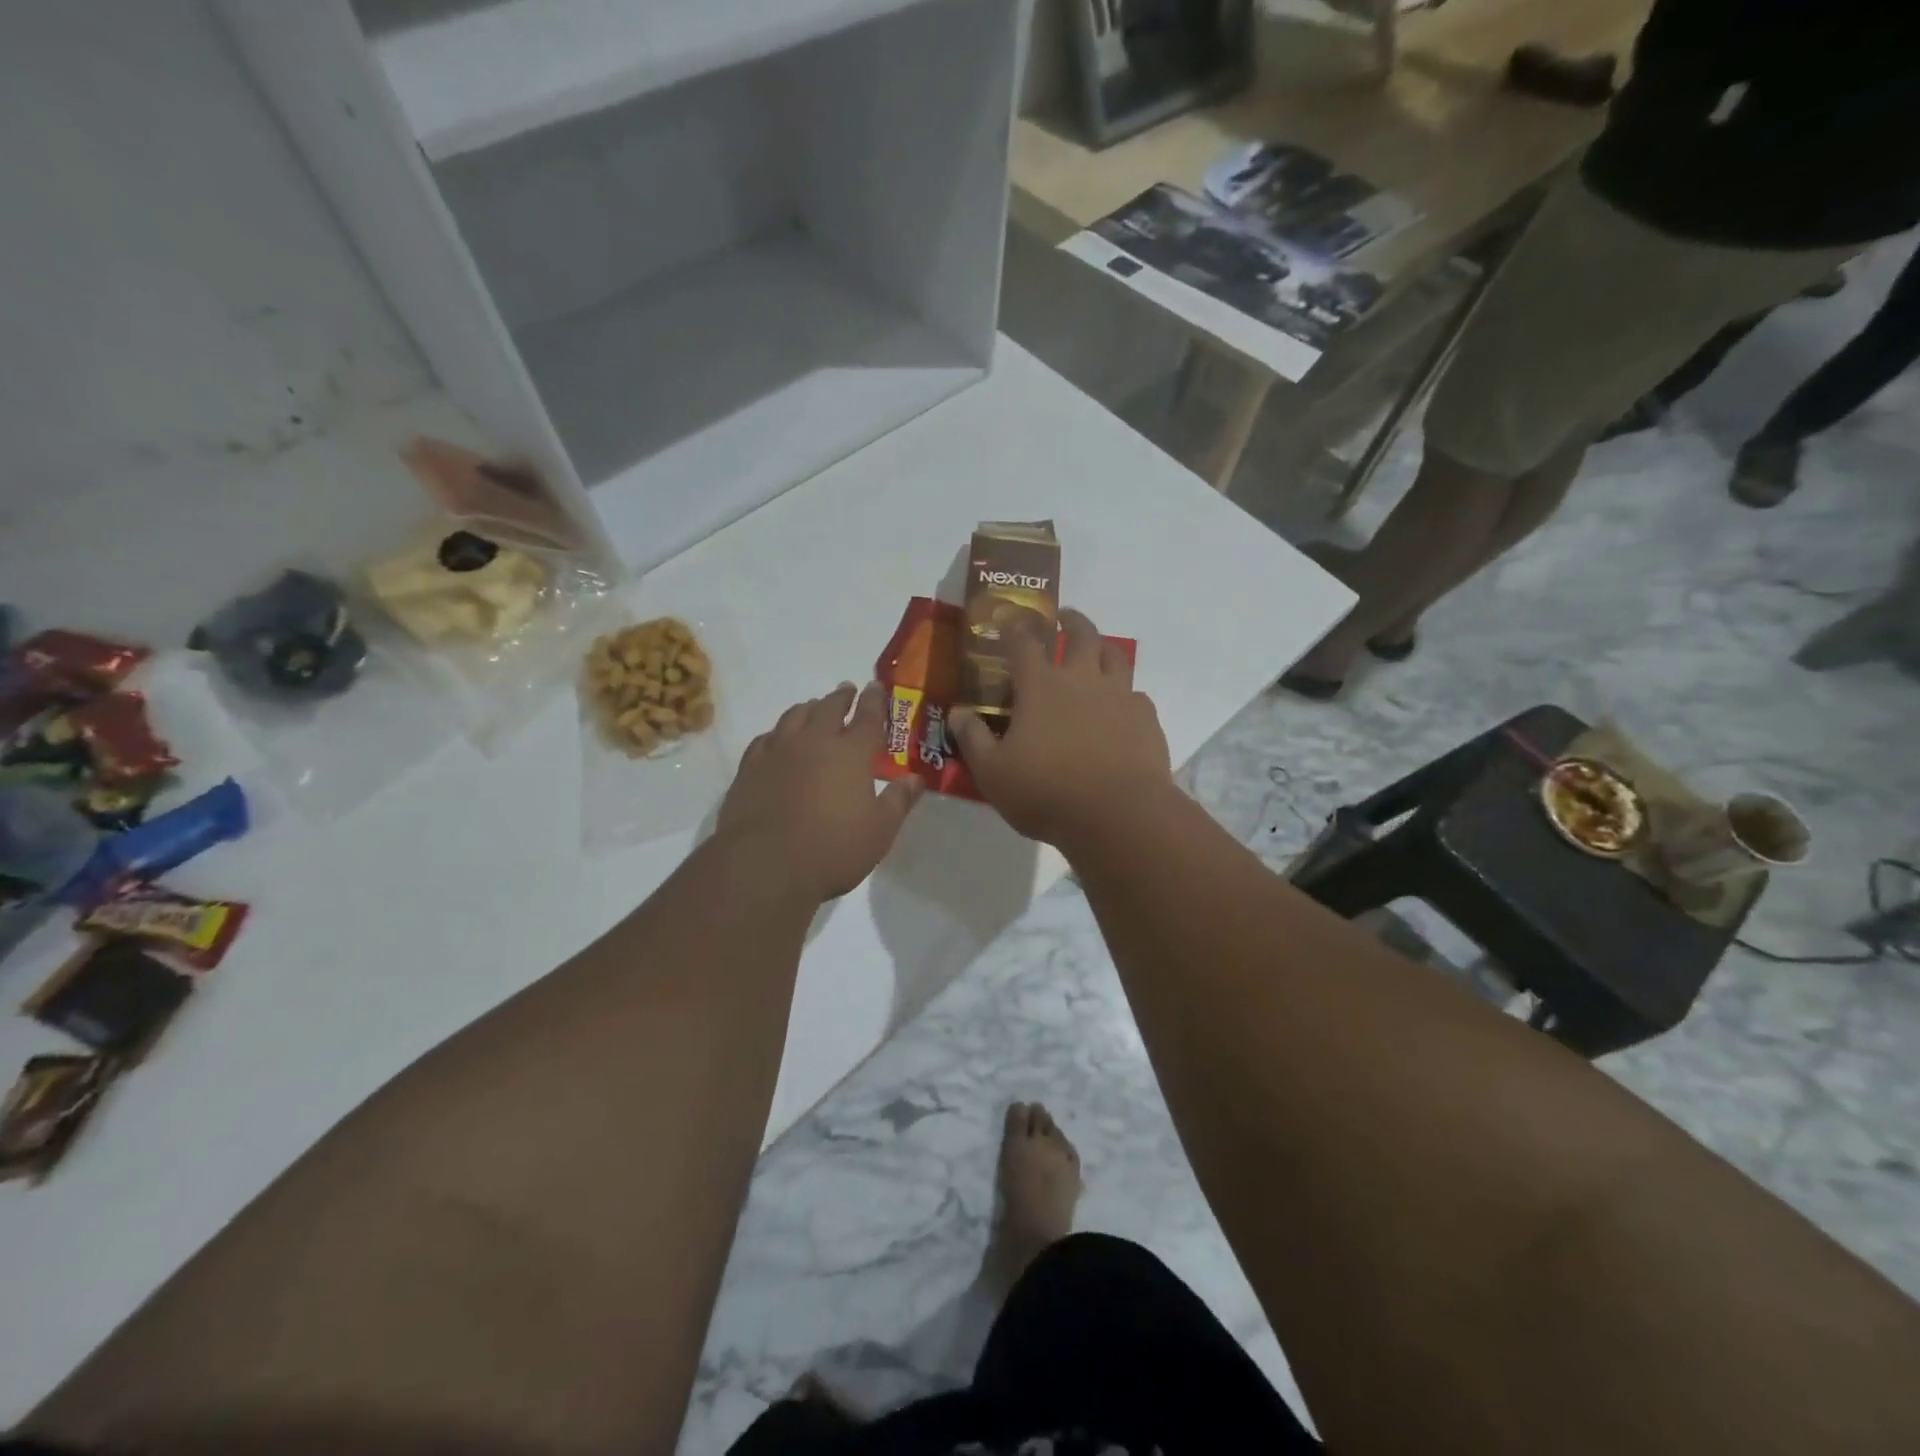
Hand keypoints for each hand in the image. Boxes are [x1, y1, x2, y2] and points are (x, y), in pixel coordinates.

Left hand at [717, 682, 924, 900]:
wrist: (765, 864)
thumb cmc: (833, 849)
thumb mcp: (879, 831)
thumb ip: (898, 801)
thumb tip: (915, 779)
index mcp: (852, 753)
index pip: (868, 717)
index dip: (874, 700)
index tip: (876, 687)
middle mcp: (815, 742)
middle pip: (829, 708)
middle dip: (841, 697)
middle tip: (847, 690)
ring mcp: (778, 752)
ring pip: (794, 717)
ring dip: (808, 708)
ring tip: (813, 707)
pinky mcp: (749, 768)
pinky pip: (765, 738)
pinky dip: (777, 732)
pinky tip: (777, 738)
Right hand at [949, 608, 1171, 848]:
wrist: (1118, 815)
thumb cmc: (1047, 792)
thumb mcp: (993, 773)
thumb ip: (973, 738)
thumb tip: (958, 712)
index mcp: (1041, 686)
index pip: (1023, 642)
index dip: (1014, 627)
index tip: (1009, 620)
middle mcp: (1082, 679)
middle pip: (1081, 634)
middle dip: (1071, 621)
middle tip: (1064, 618)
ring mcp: (1120, 696)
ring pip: (1116, 656)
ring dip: (1103, 648)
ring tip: (1096, 652)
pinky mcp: (1146, 719)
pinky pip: (1136, 695)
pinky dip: (1125, 695)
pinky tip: (1121, 708)